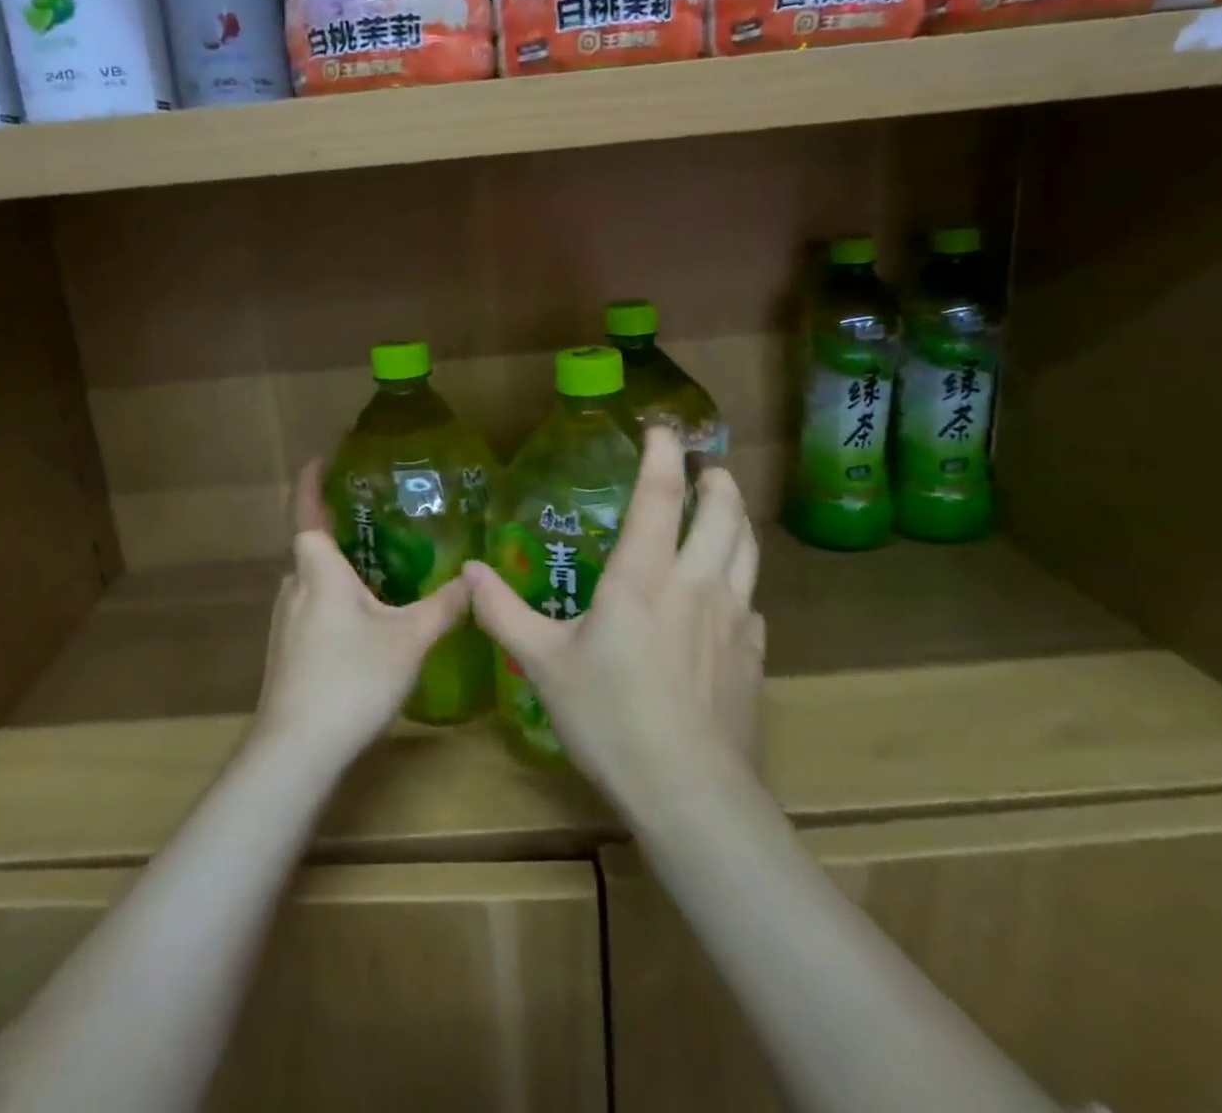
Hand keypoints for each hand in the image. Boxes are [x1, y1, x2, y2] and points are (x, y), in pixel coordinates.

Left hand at [254, 461, 468, 767]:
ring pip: (310, 583)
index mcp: (319, 572)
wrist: (297, 748)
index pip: (308, 514)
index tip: (321, 460)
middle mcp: (295, 589)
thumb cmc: (352, 678)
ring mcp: (284, 623)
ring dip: (334, 570)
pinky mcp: (285, 653)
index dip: (311, 484)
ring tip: (372, 568)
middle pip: (310, 549)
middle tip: (370, 520)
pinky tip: (359, 622)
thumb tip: (474, 578)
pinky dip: (331, 600)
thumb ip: (443, 607)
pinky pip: (310, 609)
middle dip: (334, 531)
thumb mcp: (409, 639)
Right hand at [465, 427, 764, 803]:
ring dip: (738, 518)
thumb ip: (503, 613)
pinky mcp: (753, 654)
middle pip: (722, 514)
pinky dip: (741, 579)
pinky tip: (729, 595)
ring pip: (747, 550)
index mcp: (643, 578)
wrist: (691, 793)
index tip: (661, 429)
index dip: (662, 456)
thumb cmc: (610, 720)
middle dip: (716, 482)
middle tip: (705, 467)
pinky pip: (751, 599)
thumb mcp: (544, 665)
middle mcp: (695, 585)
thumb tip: (468, 571)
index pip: (660, 497)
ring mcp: (733, 619)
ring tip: (727, 507)